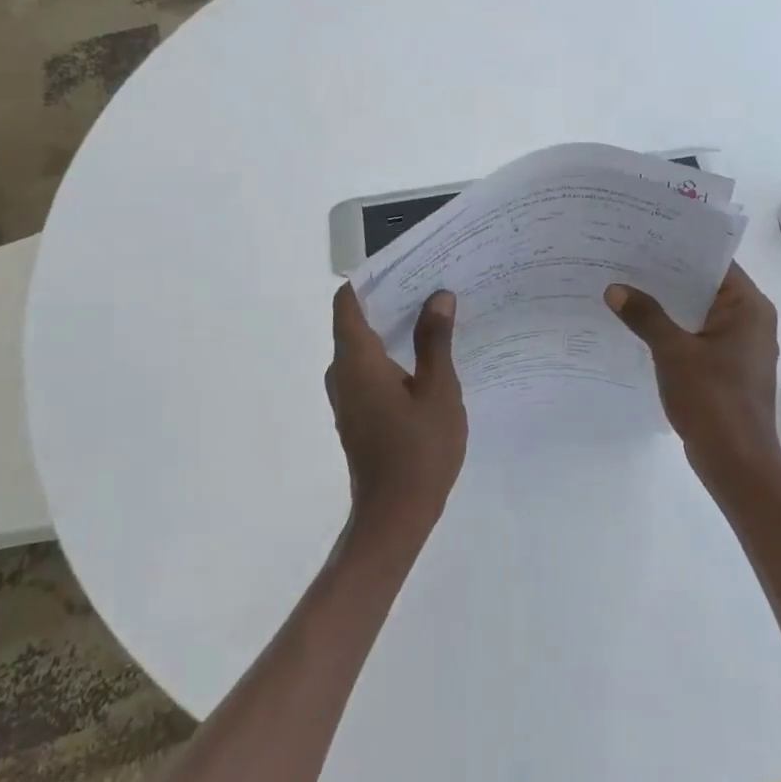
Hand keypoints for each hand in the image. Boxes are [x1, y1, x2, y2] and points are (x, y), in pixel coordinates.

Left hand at [326, 284, 467, 544]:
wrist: (395, 517)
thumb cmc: (419, 451)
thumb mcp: (438, 391)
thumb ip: (435, 341)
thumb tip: (438, 297)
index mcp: (356, 360)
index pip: (348, 302)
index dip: (373, 278)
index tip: (407, 264)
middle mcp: (342, 372)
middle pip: (357, 320)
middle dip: (391, 299)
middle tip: (433, 285)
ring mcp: (347, 396)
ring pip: (364, 346)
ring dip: (394, 327)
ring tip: (436, 314)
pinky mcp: (357, 413)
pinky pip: (369, 368)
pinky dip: (392, 353)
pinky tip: (427, 356)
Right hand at [605, 263, 780, 503]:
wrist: (737, 463)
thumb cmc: (713, 400)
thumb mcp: (673, 353)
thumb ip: (645, 316)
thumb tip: (615, 288)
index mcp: (748, 307)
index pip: (714, 262)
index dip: (680, 247)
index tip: (644, 236)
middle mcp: (749, 320)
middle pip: (704, 286)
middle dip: (666, 276)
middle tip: (624, 258)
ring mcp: (739, 346)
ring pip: (698, 312)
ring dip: (666, 304)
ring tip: (625, 286)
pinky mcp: (726, 367)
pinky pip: (696, 336)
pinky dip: (672, 329)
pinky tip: (638, 326)